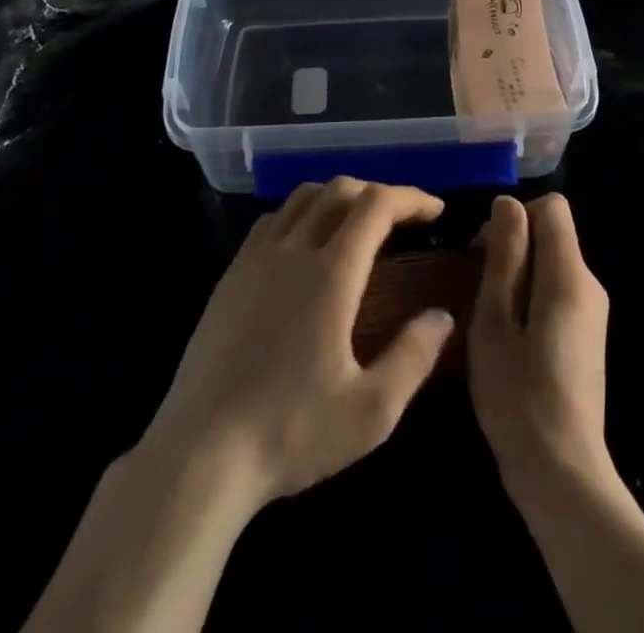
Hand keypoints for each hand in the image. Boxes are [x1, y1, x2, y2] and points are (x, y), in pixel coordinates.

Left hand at [139, 177, 456, 515]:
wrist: (200, 453)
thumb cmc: (291, 432)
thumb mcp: (370, 412)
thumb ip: (413, 357)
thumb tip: (442, 316)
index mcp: (331, 273)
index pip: (376, 205)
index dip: (410, 198)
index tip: (436, 210)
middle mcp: (293, 249)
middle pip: (340, 190)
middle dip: (378, 192)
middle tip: (404, 219)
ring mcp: (255, 258)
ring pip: (302, 197)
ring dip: (338, 197)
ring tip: (358, 223)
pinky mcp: (230, 275)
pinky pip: (272, 220)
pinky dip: (301, 213)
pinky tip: (306, 244)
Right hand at [468, 194, 614, 505]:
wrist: (562, 474)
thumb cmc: (518, 394)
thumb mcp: (495, 319)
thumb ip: (505, 255)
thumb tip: (507, 203)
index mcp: (569, 275)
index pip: (551, 207)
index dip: (515, 215)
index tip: (485, 250)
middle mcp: (589, 285)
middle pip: (552, 234)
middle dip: (513, 246)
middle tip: (478, 287)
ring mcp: (593, 313)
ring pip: (552, 263)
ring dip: (518, 274)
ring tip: (489, 315)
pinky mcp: (588, 336)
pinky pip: (557, 291)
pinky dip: (531, 297)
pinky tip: (510, 336)